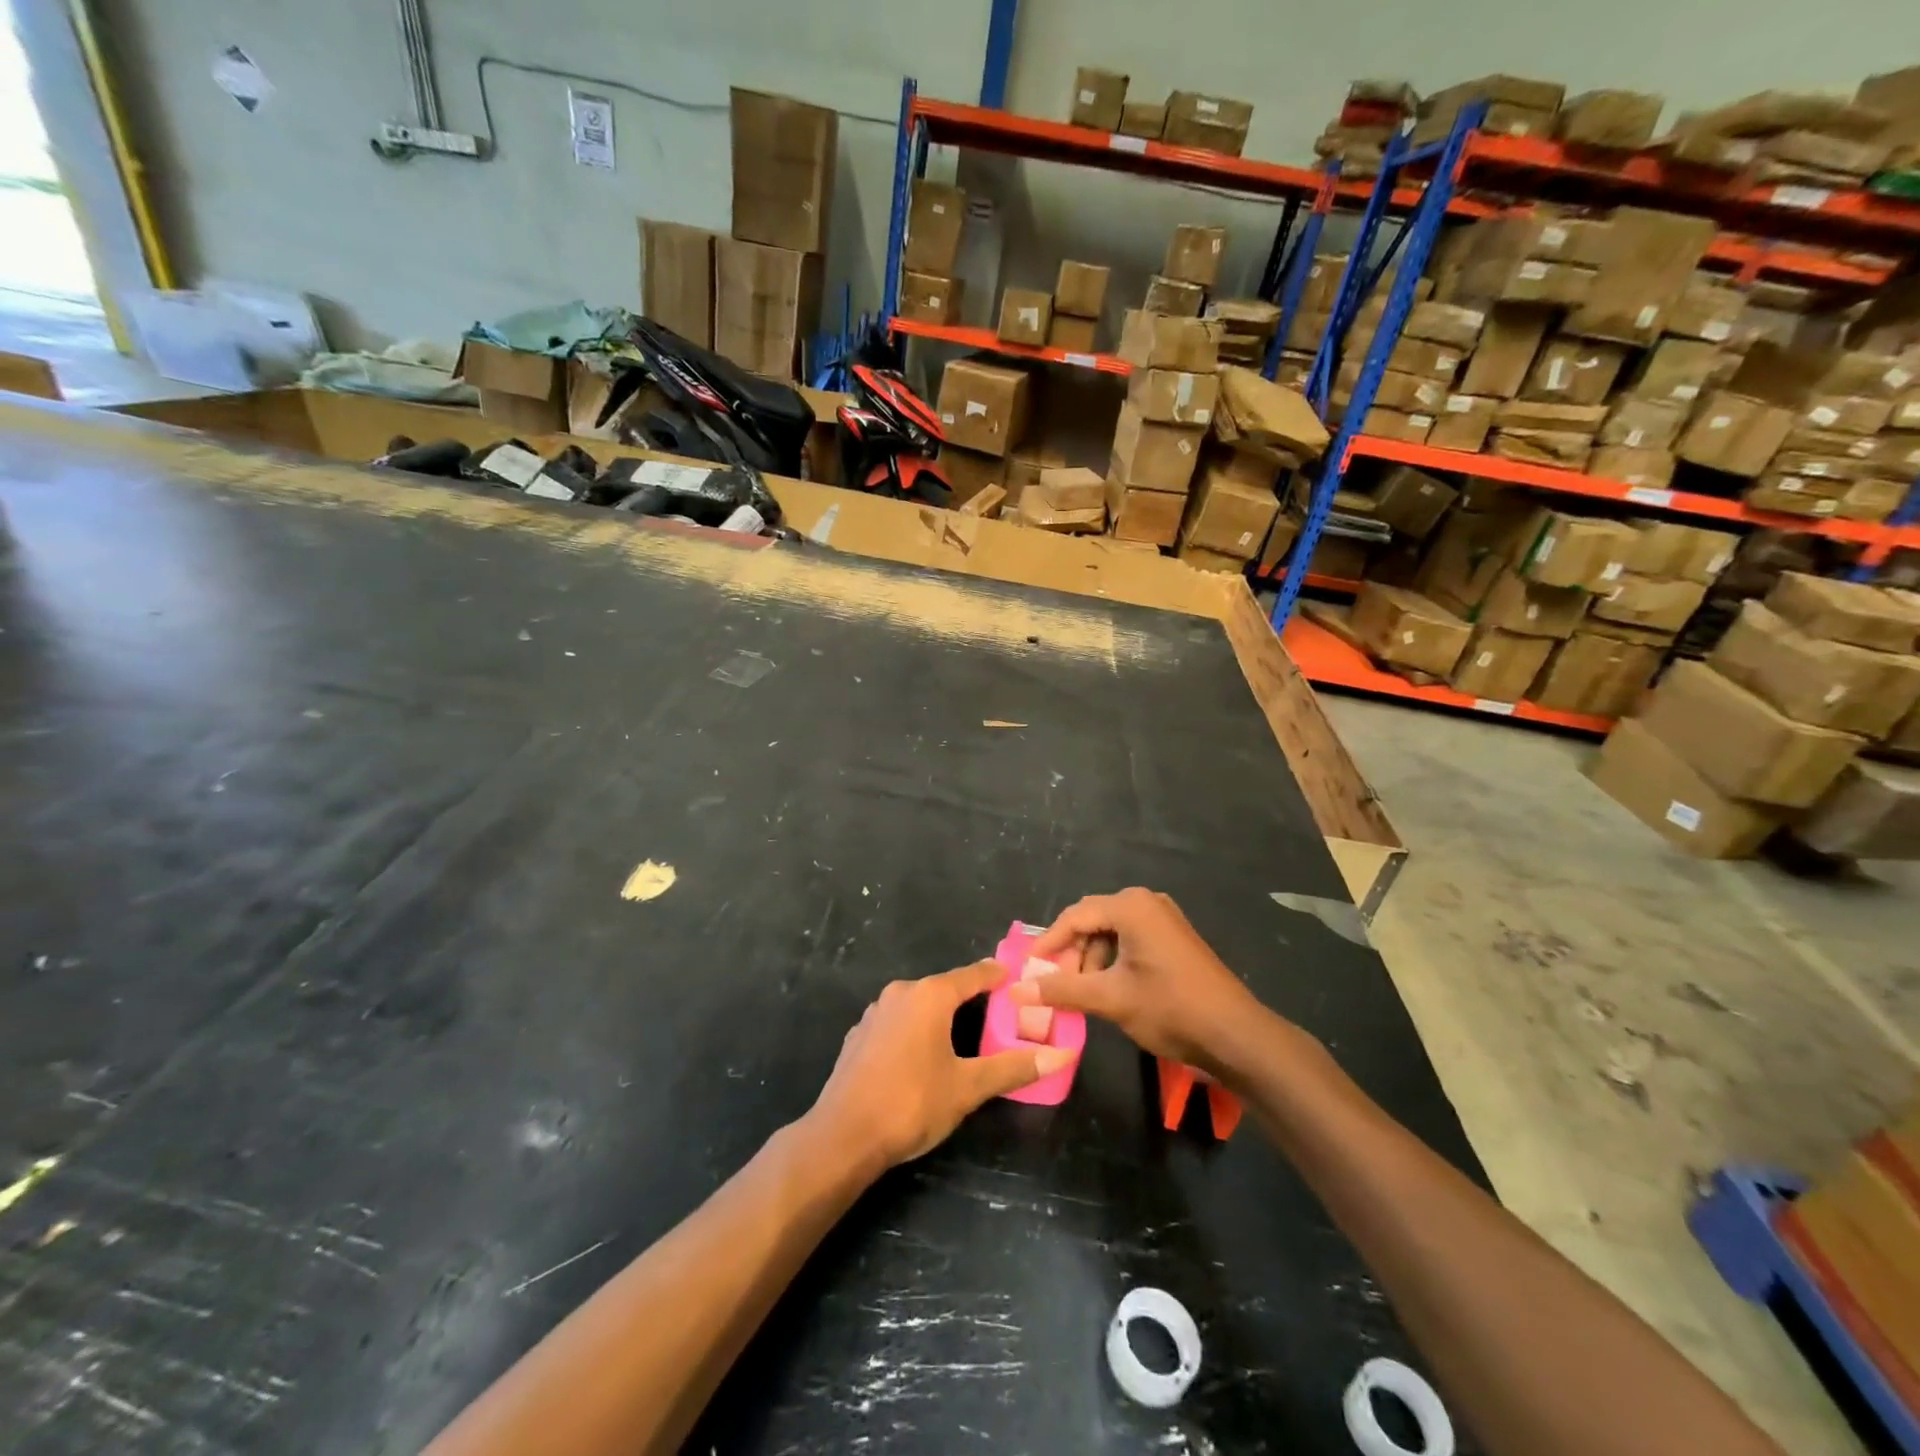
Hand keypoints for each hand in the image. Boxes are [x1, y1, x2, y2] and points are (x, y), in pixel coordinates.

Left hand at [809, 961, 1076, 1170]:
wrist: (843, 1135)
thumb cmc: (911, 1103)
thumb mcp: (968, 1088)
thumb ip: (1012, 1068)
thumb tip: (1062, 1056)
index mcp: (930, 995)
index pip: (974, 974)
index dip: (998, 976)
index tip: (1019, 979)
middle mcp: (901, 992)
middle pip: (945, 988)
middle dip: (972, 999)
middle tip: (1000, 1017)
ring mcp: (875, 1012)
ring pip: (919, 1005)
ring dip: (941, 1016)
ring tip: (965, 1037)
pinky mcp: (859, 1035)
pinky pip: (898, 1022)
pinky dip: (916, 1031)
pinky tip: (923, 1057)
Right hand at [1010, 888, 1263, 1074]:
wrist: (1235, 1035)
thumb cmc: (1170, 1008)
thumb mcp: (1110, 999)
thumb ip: (1061, 990)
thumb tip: (1015, 989)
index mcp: (1131, 907)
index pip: (1074, 917)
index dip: (1048, 944)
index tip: (1027, 969)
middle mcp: (1146, 903)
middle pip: (1091, 920)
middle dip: (1070, 953)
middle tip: (1054, 984)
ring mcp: (1164, 919)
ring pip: (1110, 932)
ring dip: (1091, 960)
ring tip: (1081, 993)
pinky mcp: (1174, 938)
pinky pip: (1130, 940)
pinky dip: (1112, 961)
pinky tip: (1108, 989)